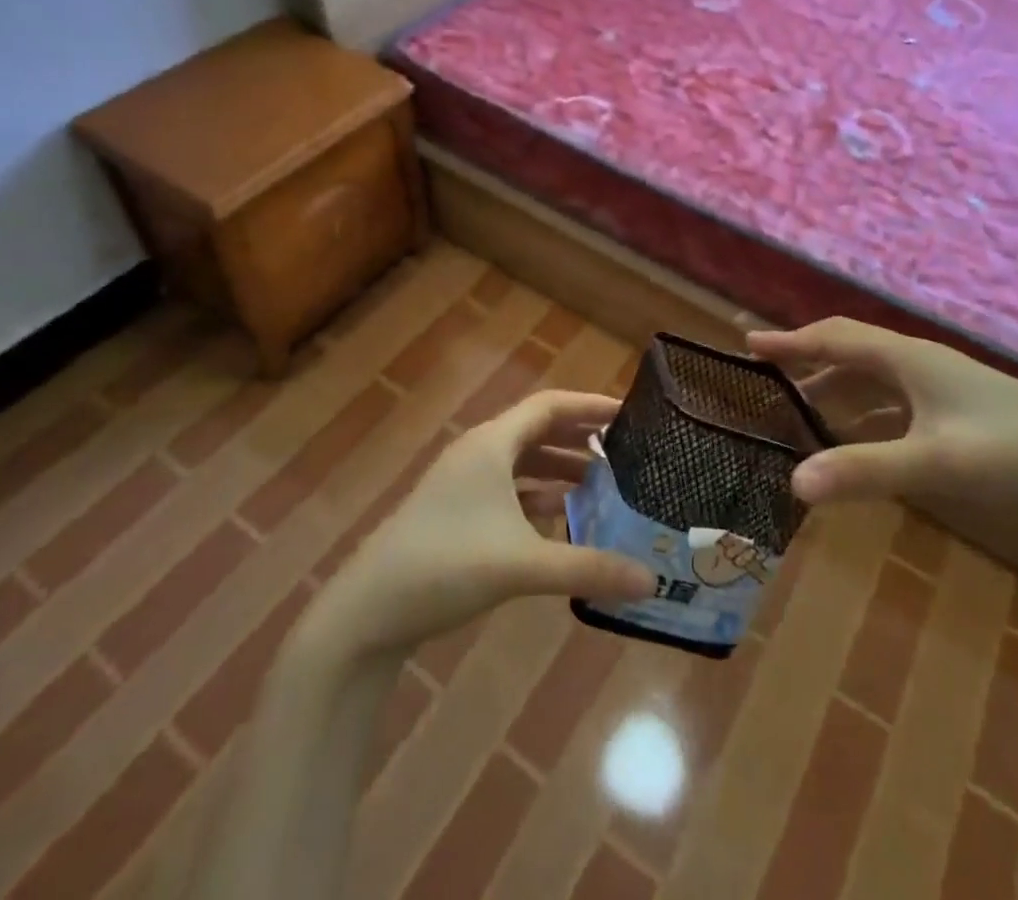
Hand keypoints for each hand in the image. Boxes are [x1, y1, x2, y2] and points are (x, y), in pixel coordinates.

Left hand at [305, 390, 657, 659]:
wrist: (366, 611)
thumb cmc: (445, 566)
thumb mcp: (522, 566)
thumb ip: (588, 568)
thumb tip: (650, 581)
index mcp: (492, 444)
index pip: (550, 405)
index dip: (590, 406)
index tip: (630, 414)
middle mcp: (478, 452)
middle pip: (537, 429)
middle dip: (579, 437)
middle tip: (623, 449)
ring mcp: (462, 482)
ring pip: (522, 461)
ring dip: (559, 467)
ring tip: (600, 483)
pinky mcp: (454, 511)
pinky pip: (507, 488)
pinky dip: (536, 494)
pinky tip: (560, 517)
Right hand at [748, 318, 1017, 667]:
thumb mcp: (938, 464)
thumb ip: (865, 471)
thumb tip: (792, 482)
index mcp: (909, 360)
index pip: (835, 338)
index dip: (790, 341)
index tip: (748, 343)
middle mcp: (923, 365)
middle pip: (852, 354)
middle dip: (808, 362)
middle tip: (768, 379)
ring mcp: (946, 390)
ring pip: (876, 380)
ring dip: (837, 391)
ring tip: (804, 412)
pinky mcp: (964, 416)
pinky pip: (898, 404)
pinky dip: (868, 415)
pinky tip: (865, 441)